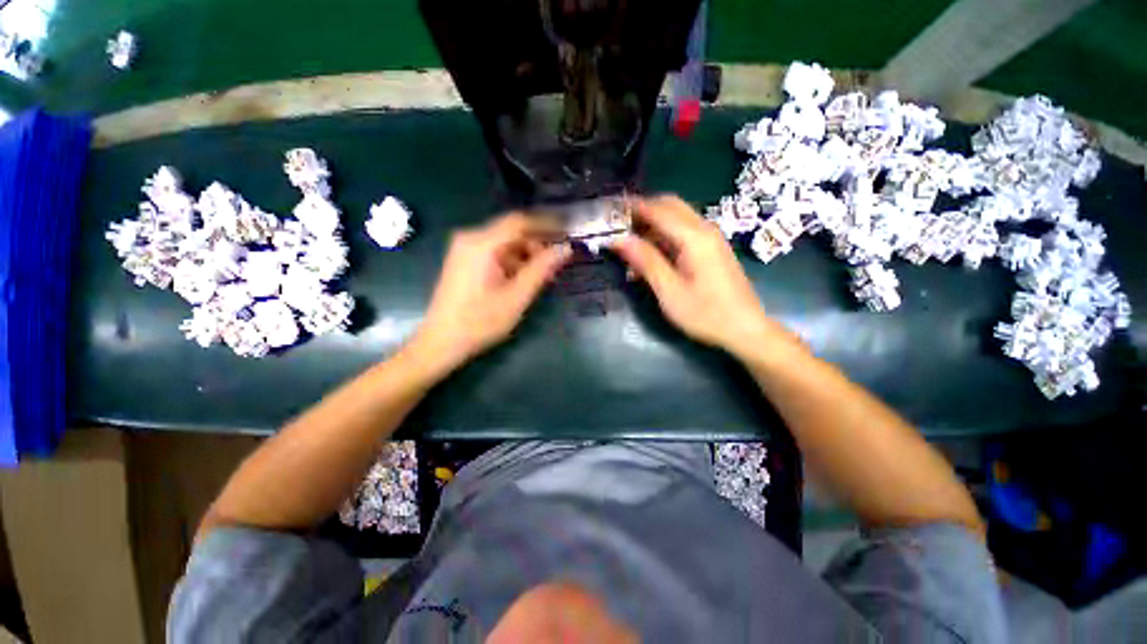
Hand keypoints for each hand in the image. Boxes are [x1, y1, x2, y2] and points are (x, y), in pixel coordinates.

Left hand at [410, 213, 570, 376]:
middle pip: (512, 231)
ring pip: (505, 242)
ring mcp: (465, 249)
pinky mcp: (464, 260)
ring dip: (526, 254)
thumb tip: (566, 248)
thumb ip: (542, 269)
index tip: (568, 232)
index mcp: (482, 244)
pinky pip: (495, 252)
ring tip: (545, 274)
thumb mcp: (517, 296)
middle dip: (537, 243)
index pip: (520, 222)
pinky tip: (524, 278)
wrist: (441, 341)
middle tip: (558, 260)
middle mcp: (471, 238)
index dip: (547, 224)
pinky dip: (513, 260)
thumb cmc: (480, 321)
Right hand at [612, 195, 788, 359]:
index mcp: (694, 237)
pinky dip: (664, 234)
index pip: (657, 210)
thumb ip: (645, 261)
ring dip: (653, 222)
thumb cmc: (706, 314)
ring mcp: (711, 238)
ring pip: (677, 216)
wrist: (746, 329)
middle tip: (618, 225)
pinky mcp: (712, 249)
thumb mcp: (669, 291)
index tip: (609, 213)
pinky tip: (651, 253)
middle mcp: (704, 229)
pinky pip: (684, 230)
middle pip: (670, 205)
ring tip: (630, 241)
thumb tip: (619, 239)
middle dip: (642, 210)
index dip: (631, 208)